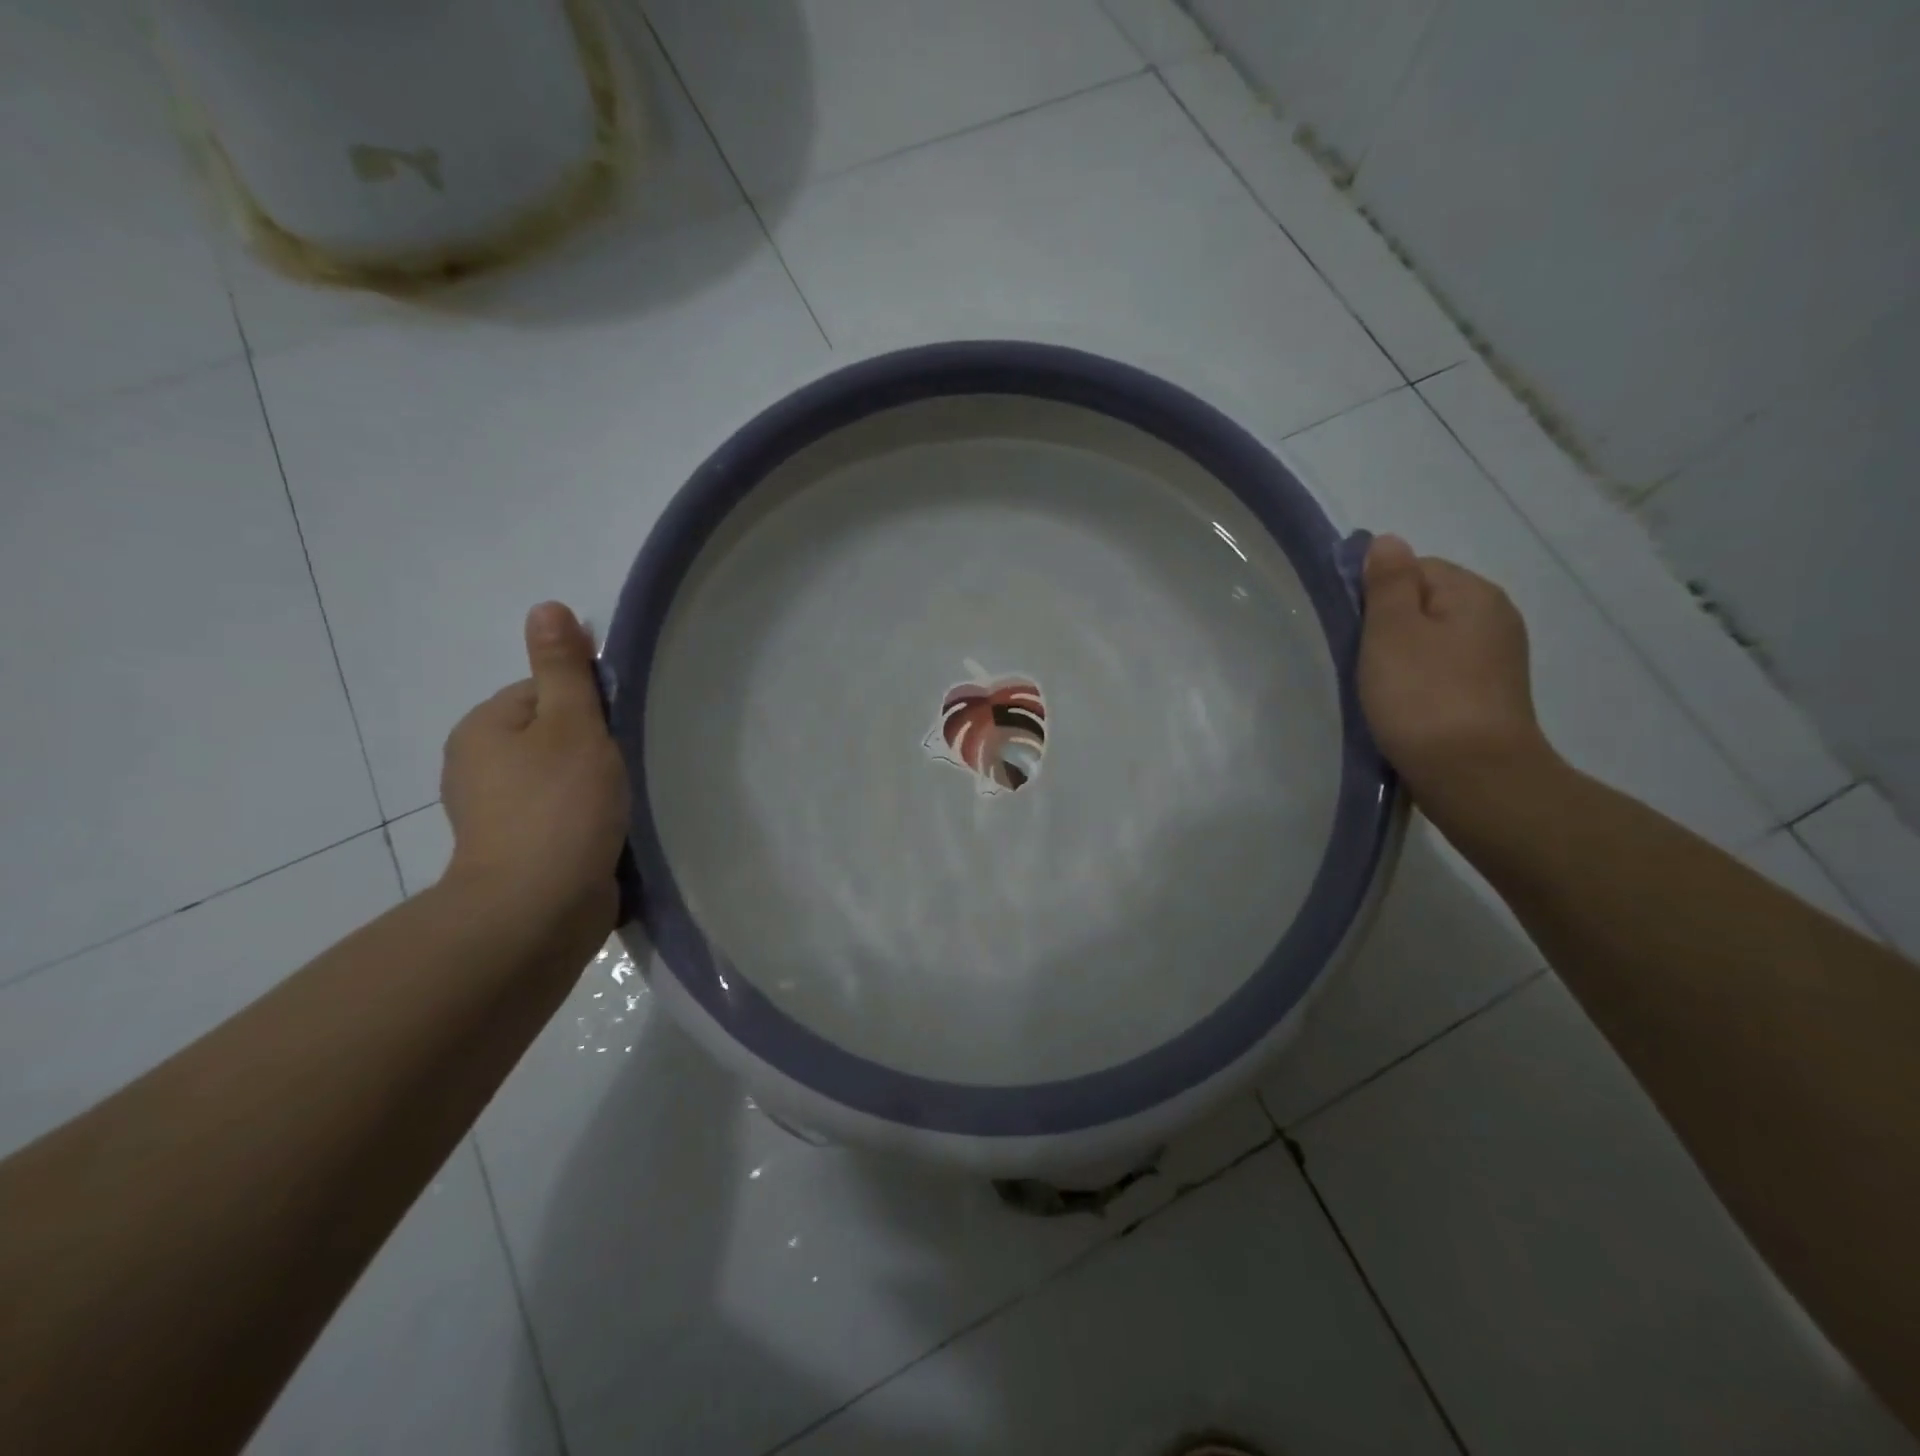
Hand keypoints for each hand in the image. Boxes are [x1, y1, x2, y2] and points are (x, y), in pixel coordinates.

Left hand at [439, 603, 629, 943]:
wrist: (538, 908)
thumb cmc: (559, 806)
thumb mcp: (571, 724)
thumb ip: (563, 668)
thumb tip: (547, 607)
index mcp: (484, 728)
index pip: (544, 692)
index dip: (587, 707)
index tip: (613, 734)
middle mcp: (478, 766)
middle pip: (552, 734)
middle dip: (591, 747)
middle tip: (621, 770)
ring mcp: (495, 813)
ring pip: (558, 777)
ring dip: (591, 784)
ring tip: (619, 803)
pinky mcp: (518, 850)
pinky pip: (559, 814)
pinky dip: (583, 817)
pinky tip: (606, 830)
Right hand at [1357, 534, 1558, 827]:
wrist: (1474, 777)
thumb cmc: (1423, 697)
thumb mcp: (1392, 631)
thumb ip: (1387, 582)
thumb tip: (1387, 540)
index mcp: (1474, 593)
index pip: (1415, 568)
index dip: (1377, 593)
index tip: (1355, 629)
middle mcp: (1495, 617)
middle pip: (1426, 604)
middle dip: (1389, 627)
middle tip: (1362, 662)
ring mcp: (1497, 660)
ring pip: (1432, 641)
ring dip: (1402, 658)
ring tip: (1379, 689)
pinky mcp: (1490, 696)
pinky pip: (1443, 672)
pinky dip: (1420, 683)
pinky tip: (1403, 707)